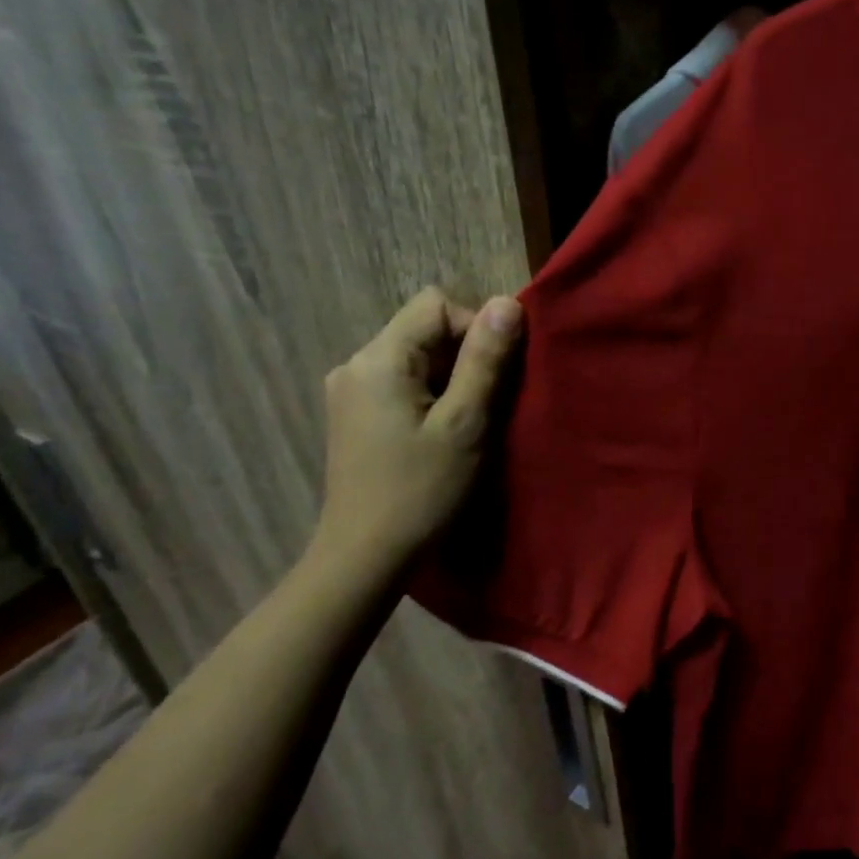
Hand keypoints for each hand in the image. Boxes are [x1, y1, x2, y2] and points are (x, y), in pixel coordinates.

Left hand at [311, 286, 521, 570]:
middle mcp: (356, 363)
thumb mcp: (465, 423)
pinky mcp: (354, 414)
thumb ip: (485, 360)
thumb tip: (507, 302)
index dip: (476, 328)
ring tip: (466, 423)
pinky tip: (439, 433)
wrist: (365, 556)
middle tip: (486, 405)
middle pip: (424, 328)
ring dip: (451, 378)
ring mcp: (350, 390)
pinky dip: (431, 395)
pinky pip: (402, 382)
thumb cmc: (421, 490)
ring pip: (416, 357)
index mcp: (379, 358)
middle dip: (465, 356)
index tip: (494, 377)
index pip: (437, 305)